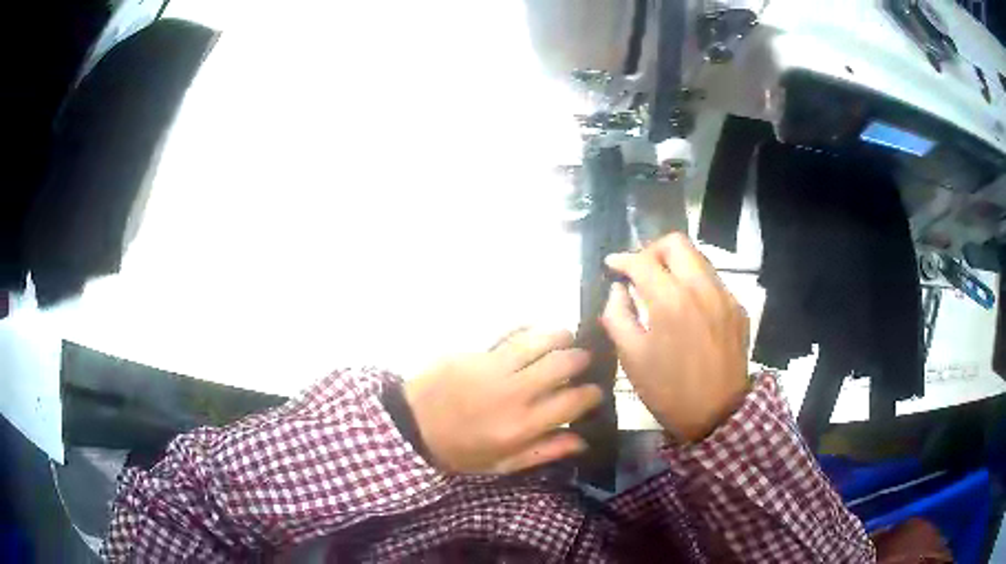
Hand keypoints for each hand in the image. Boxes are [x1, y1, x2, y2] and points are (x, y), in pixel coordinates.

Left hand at [404, 329, 601, 473]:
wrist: (411, 426)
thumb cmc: (460, 450)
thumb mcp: (503, 464)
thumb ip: (545, 451)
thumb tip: (583, 440)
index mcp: (522, 425)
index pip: (573, 401)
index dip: (592, 393)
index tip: (594, 391)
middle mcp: (513, 392)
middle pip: (563, 363)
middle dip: (582, 358)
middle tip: (582, 361)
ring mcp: (492, 367)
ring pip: (539, 339)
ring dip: (560, 335)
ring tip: (565, 338)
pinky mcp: (474, 351)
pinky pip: (509, 332)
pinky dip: (528, 330)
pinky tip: (534, 333)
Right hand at [601, 233, 749, 442]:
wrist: (717, 414)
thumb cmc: (668, 390)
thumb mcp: (631, 357)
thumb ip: (617, 315)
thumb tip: (618, 289)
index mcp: (671, 301)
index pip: (642, 261)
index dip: (621, 259)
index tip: (611, 266)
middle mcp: (701, 288)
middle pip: (676, 243)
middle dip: (652, 250)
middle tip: (640, 271)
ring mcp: (724, 295)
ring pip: (698, 258)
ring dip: (676, 264)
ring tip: (663, 287)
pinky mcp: (738, 307)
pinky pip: (713, 280)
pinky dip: (695, 283)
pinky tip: (688, 308)